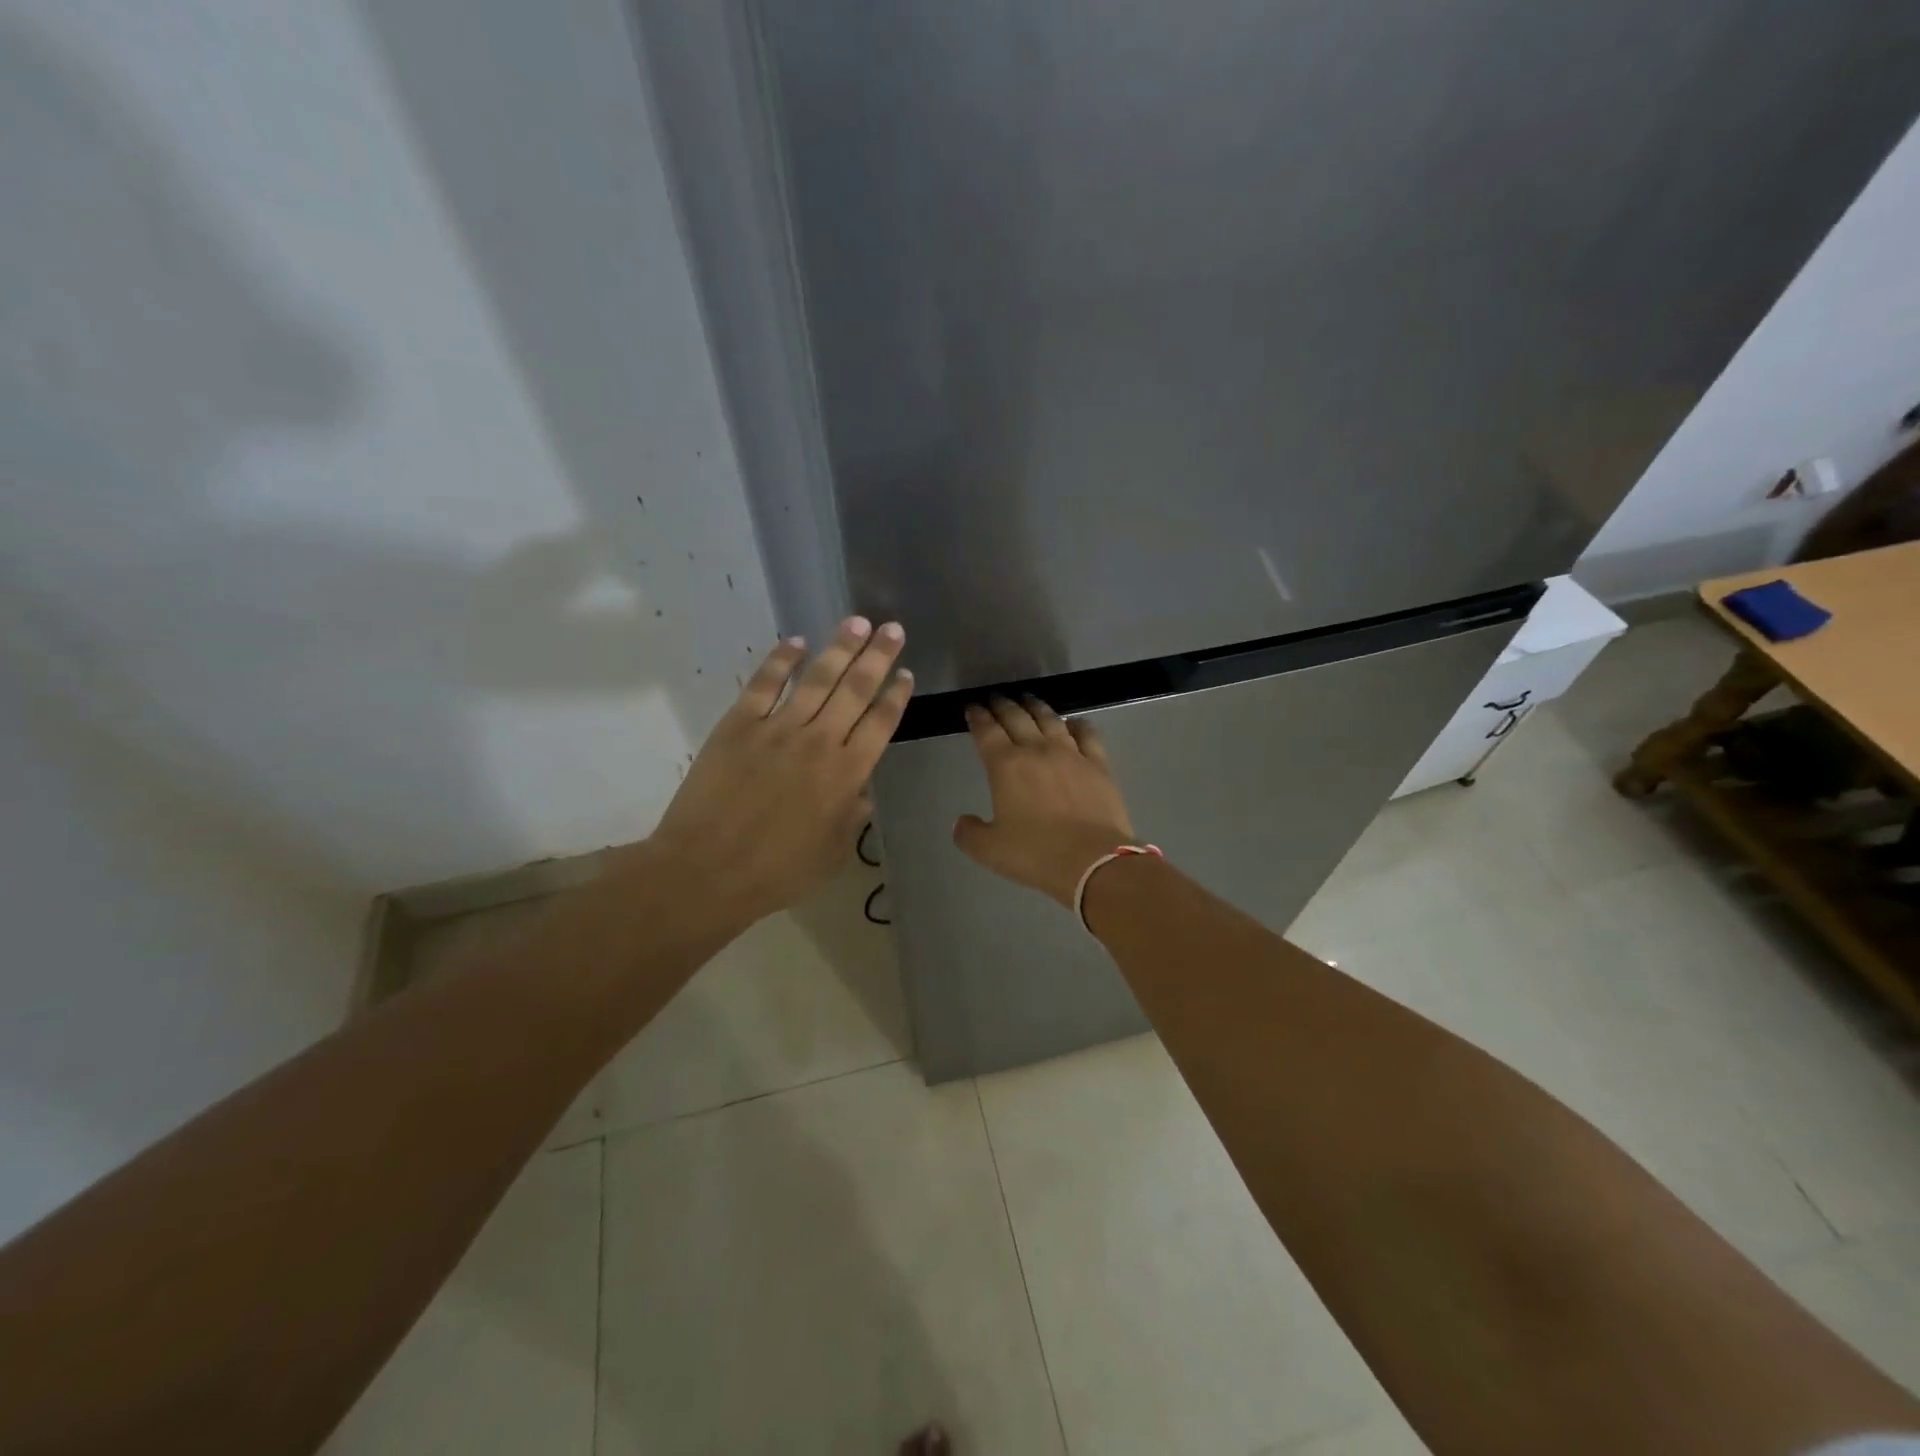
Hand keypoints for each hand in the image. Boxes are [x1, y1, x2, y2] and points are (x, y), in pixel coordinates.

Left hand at [642, 617, 911, 927]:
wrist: (707, 871)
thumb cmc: (777, 872)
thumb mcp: (832, 854)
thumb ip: (852, 817)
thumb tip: (861, 791)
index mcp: (847, 774)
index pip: (880, 723)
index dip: (896, 695)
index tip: (906, 672)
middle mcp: (819, 742)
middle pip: (856, 689)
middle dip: (878, 656)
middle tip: (893, 628)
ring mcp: (777, 728)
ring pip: (817, 678)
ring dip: (840, 647)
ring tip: (858, 622)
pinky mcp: (739, 724)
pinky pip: (764, 683)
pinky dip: (782, 660)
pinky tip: (796, 642)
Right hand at [953, 695, 1136, 907]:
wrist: (1093, 861)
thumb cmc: (1036, 854)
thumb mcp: (989, 850)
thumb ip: (969, 833)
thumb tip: (962, 822)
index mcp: (1005, 766)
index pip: (986, 731)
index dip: (976, 717)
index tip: (971, 707)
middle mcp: (1037, 750)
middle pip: (1016, 717)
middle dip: (1002, 705)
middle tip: (995, 698)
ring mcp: (1071, 754)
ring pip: (1050, 719)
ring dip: (1035, 707)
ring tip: (1028, 701)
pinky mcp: (1098, 764)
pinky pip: (1087, 734)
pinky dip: (1077, 724)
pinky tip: (1073, 723)